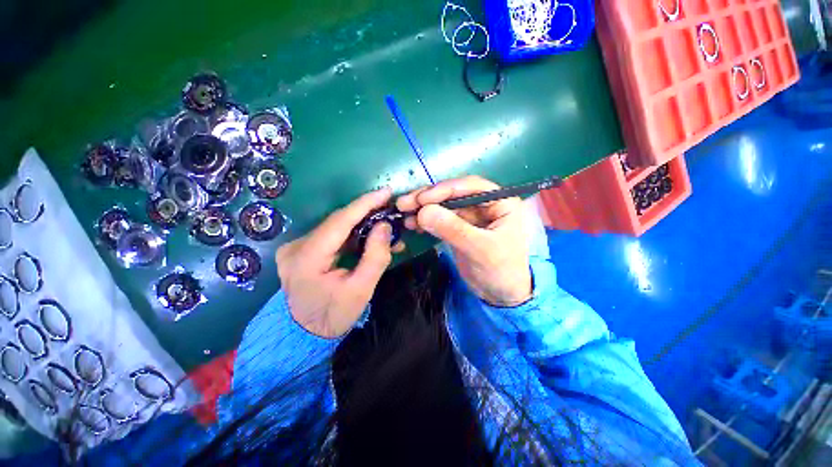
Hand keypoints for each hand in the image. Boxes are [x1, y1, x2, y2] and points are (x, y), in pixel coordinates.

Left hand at [276, 188, 394, 337]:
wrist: (304, 335)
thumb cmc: (333, 316)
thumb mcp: (361, 291)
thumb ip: (375, 257)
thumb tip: (385, 226)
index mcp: (307, 258)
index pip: (340, 221)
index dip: (365, 203)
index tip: (386, 192)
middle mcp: (297, 246)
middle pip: (338, 221)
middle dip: (367, 213)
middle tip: (390, 207)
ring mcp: (297, 247)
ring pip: (336, 227)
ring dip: (362, 224)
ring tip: (385, 224)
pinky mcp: (303, 250)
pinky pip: (333, 236)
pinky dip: (353, 235)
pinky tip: (370, 237)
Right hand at [396, 176, 531, 306]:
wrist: (500, 296)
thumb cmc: (500, 270)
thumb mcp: (479, 249)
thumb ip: (453, 229)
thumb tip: (423, 211)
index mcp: (500, 202)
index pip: (470, 186)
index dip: (444, 189)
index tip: (421, 199)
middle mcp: (484, 204)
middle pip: (453, 194)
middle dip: (428, 198)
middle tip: (404, 203)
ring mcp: (470, 216)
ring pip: (443, 206)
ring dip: (423, 209)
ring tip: (404, 214)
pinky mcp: (458, 228)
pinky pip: (440, 219)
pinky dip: (425, 221)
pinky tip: (412, 224)